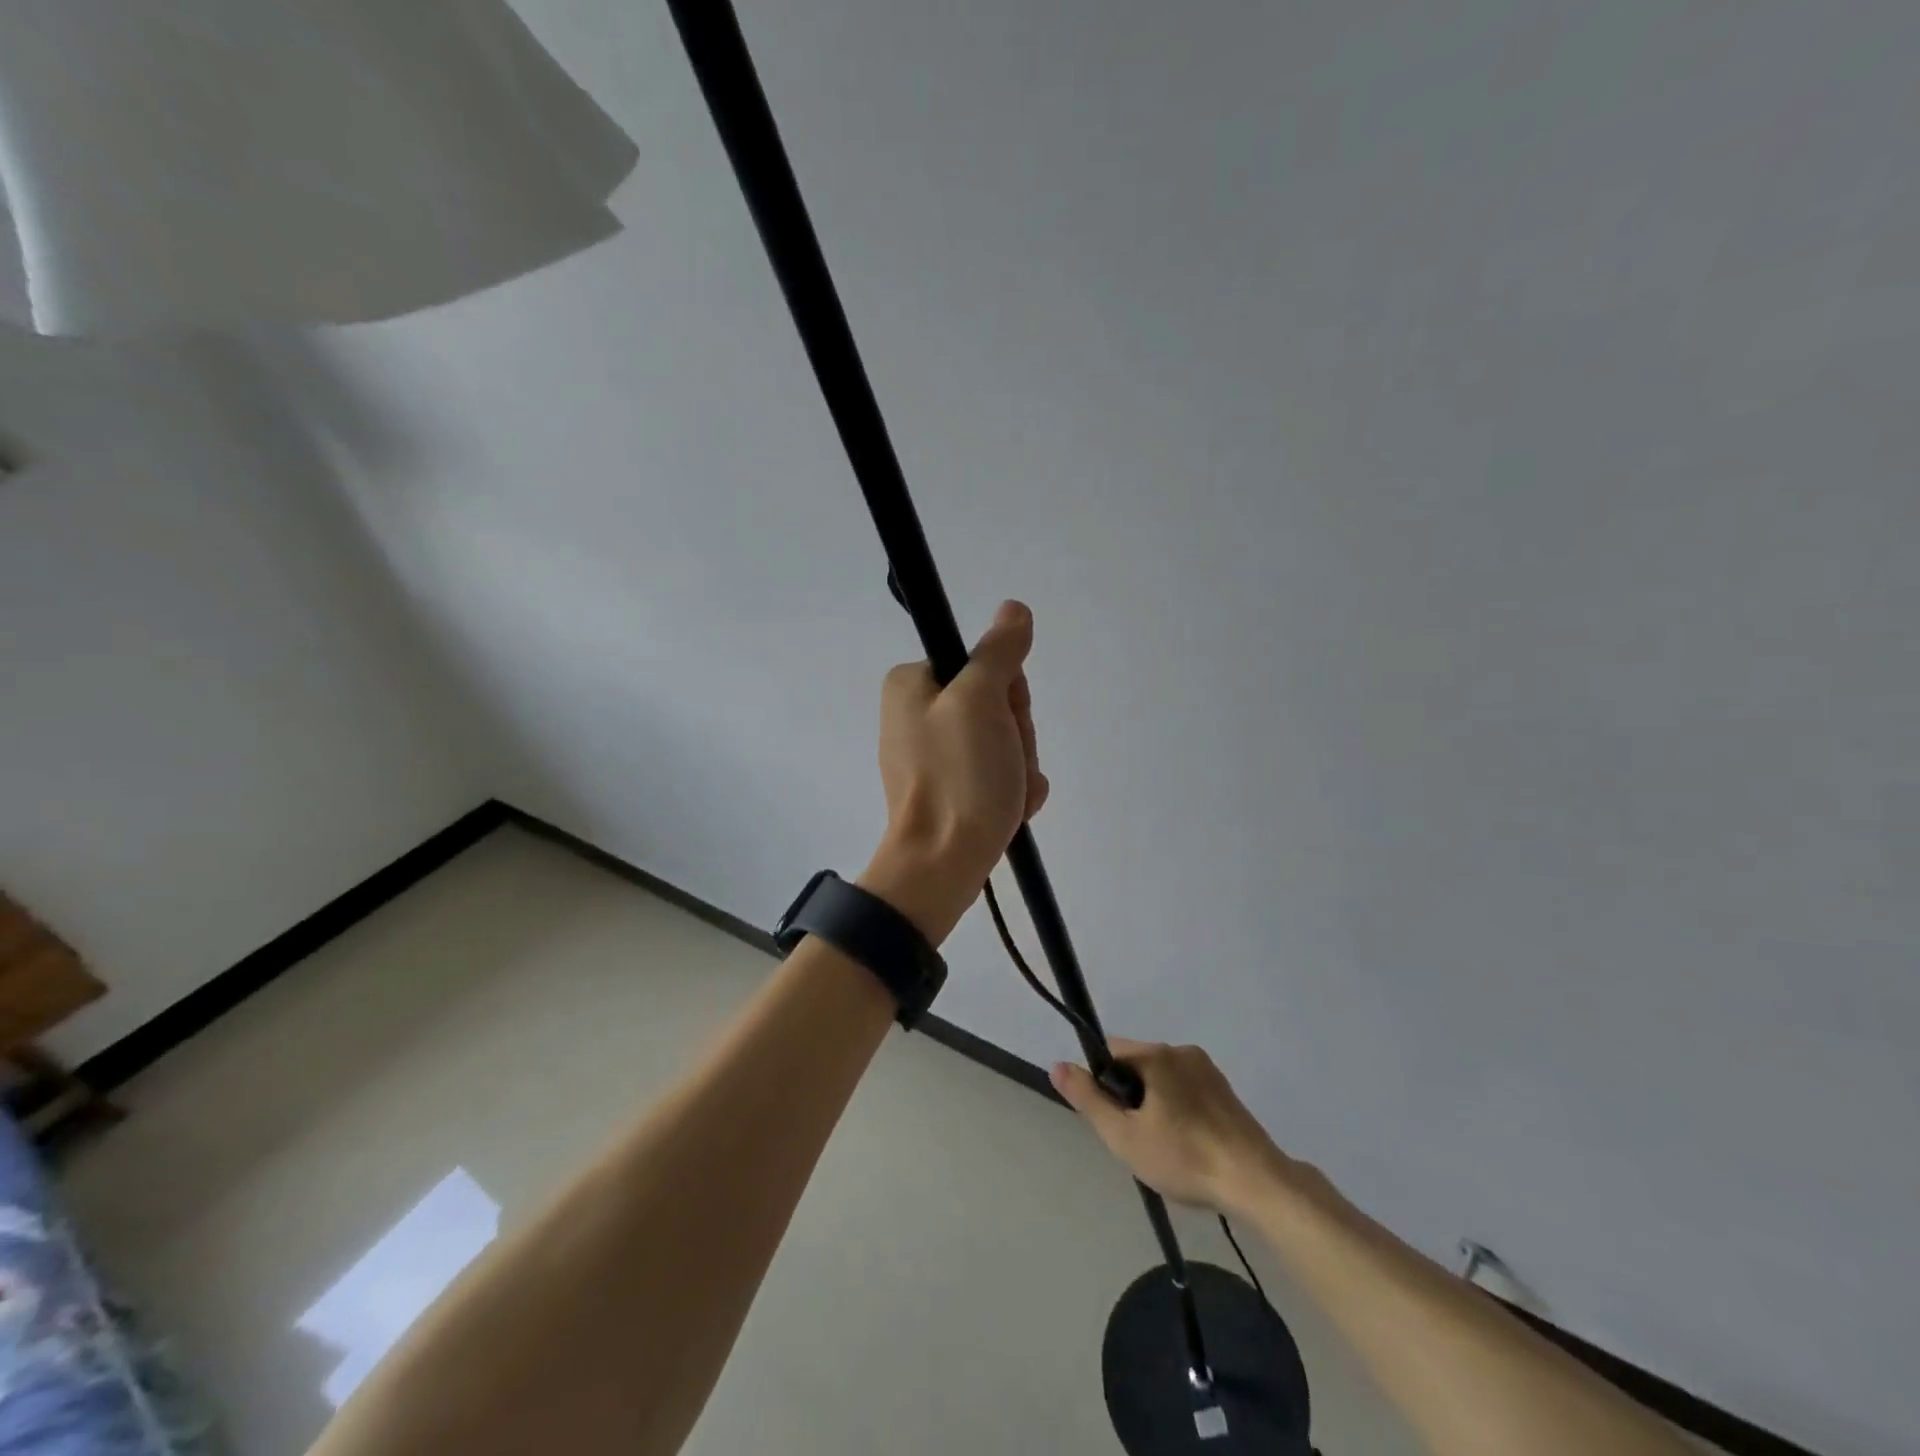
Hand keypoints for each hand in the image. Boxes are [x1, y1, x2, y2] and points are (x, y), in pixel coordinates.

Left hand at [859, 600, 1048, 943]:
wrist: (941, 866)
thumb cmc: (958, 778)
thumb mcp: (980, 701)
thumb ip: (999, 652)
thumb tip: (1014, 610)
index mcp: (912, 684)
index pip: (984, 665)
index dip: (1008, 694)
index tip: (1003, 721)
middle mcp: (917, 713)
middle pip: (996, 704)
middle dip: (1015, 736)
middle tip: (1005, 763)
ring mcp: (934, 754)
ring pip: (1003, 740)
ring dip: (1019, 766)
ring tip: (1007, 794)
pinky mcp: (949, 788)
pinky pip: (996, 772)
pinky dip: (1012, 789)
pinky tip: (1010, 808)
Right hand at [1050, 1040, 1306, 1213]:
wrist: (1258, 1183)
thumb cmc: (1184, 1158)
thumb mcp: (1124, 1136)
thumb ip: (1088, 1099)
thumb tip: (1057, 1065)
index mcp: (1157, 1054)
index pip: (1110, 1052)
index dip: (1102, 1084)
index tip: (1113, 1119)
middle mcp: (1182, 1051)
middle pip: (1137, 1065)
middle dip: (1129, 1098)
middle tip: (1138, 1141)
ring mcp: (1208, 1070)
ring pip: (1162, 1080)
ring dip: (1154, 1106)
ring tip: (1165, 1150)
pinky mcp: (1226, 1092)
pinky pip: (1187, 1091)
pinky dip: (1179, 1112)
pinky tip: (1188, 1148)